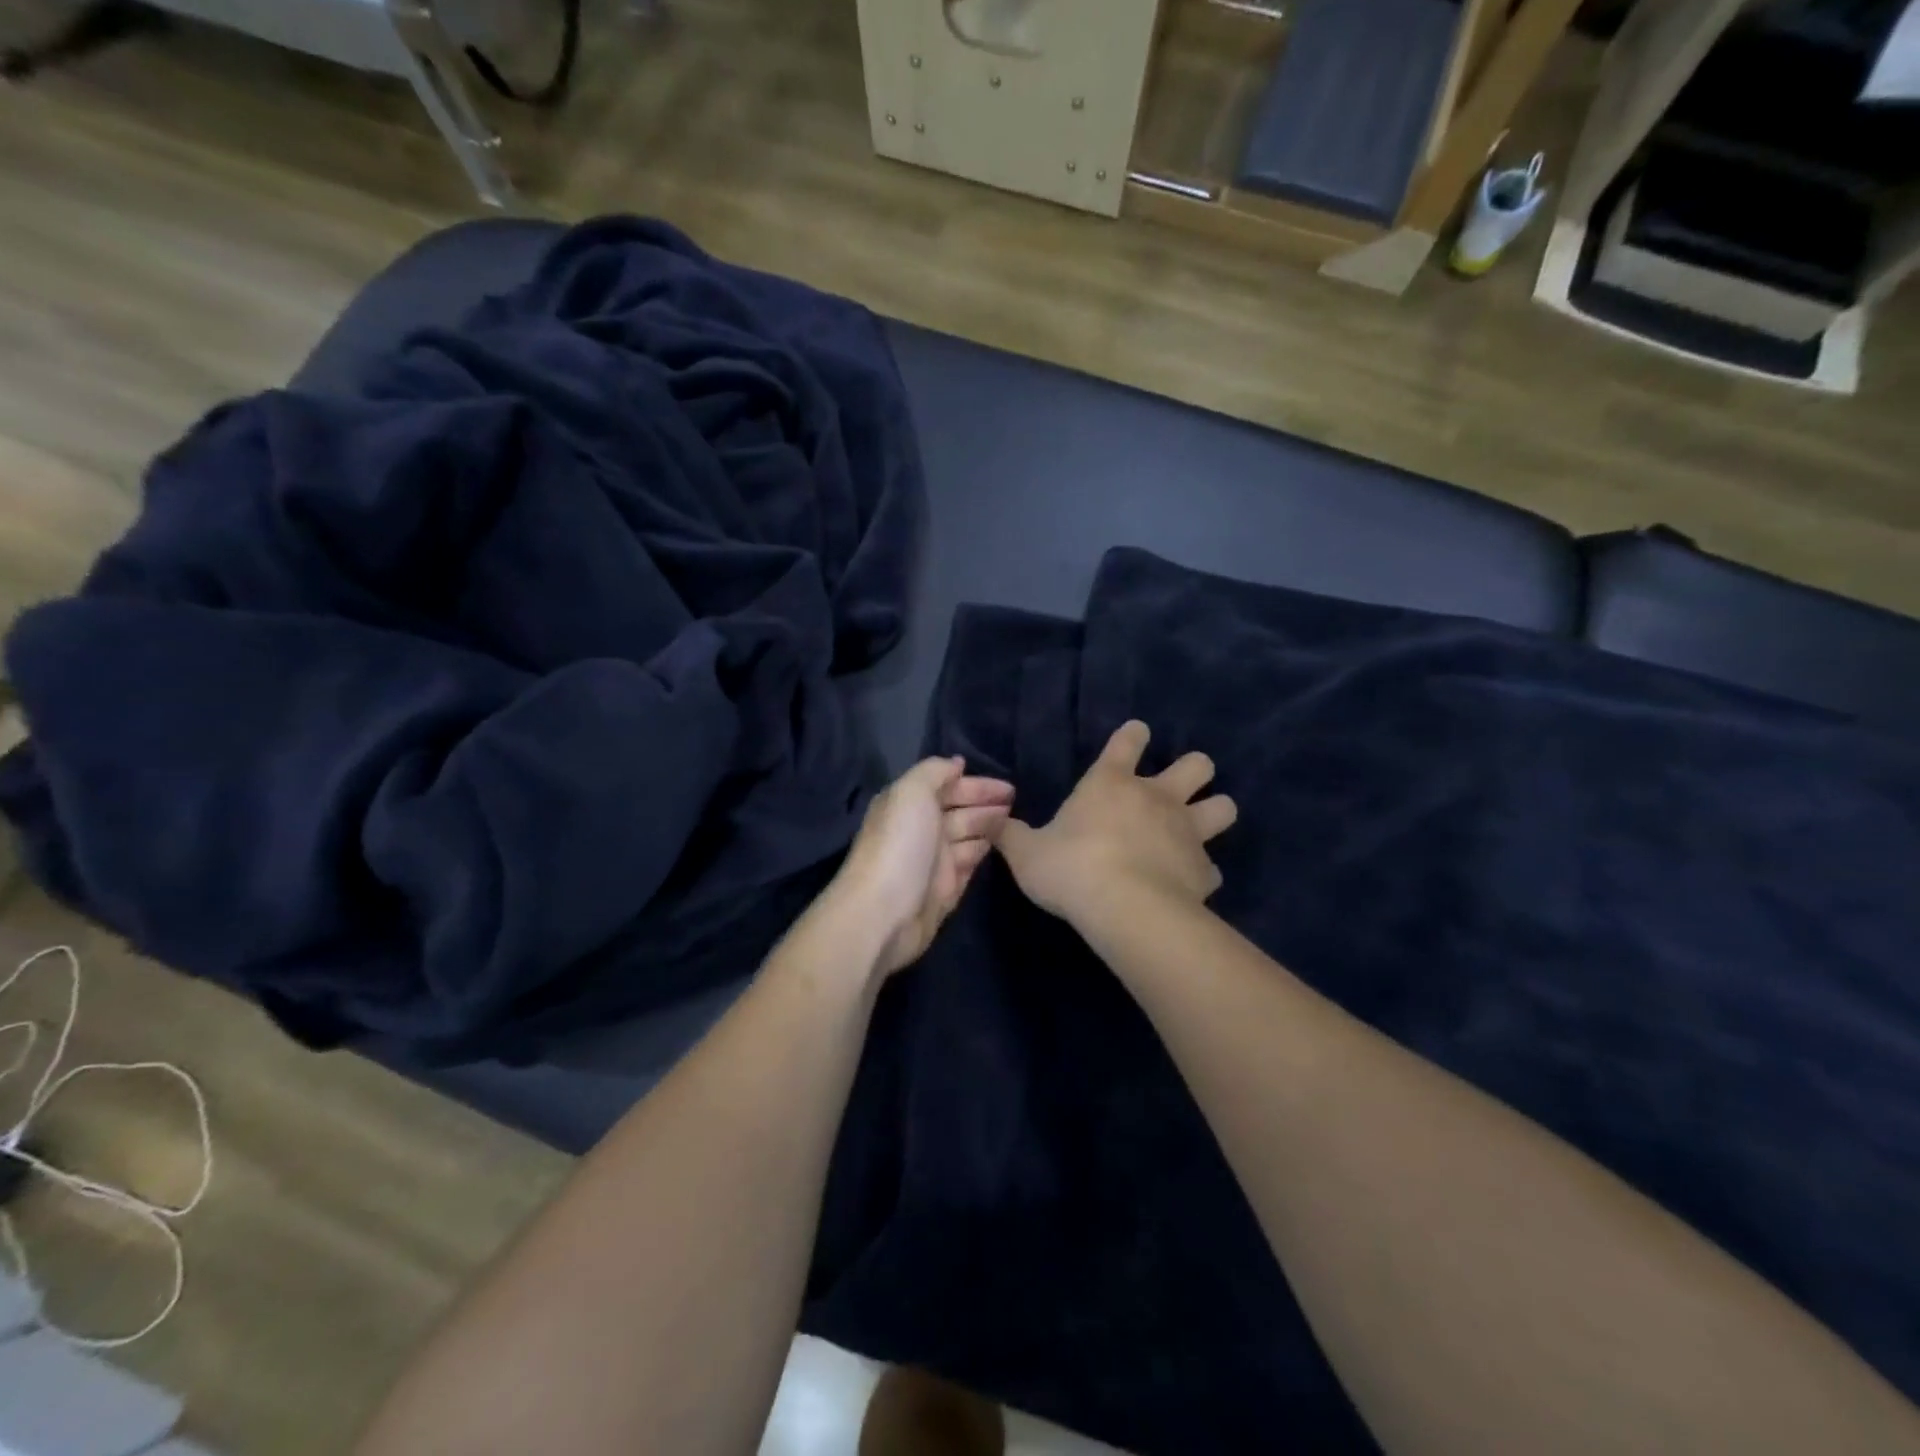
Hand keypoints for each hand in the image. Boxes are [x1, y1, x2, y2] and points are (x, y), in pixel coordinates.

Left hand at [830, 757, 1014, 976]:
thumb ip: (934, 771)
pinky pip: (969, 866)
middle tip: (1018, 803)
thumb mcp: (911, 793)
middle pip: (960, 812)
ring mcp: (933, 862)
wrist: (884, 913)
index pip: (947, 787)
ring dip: (988, 828)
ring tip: (1017, 823)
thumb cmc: (900, 846)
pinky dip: (982, 854)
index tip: (1008, 787)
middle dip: (986, 805)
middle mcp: (920, 830)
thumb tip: (956, 763)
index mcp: (908, 805)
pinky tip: (1001, 848)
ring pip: (967, 838)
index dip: (976, 785)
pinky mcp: (944, 891)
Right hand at [997, 720, 1235, 929]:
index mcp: (1112, 783)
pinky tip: (1188, 882)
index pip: (1128, 740)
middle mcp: (1157, 798)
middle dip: (1194, 770)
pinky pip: (1212, 866)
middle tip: (1176, 788)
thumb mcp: (1026, 853)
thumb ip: (1010, 835)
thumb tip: (991, 822)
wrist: (1126, 909)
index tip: (1135, 736)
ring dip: (1214, 811)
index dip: (1133, 735)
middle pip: (1197, 764)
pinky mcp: (1205, 870)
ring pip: (1224, 806)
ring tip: (1198, 828)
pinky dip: (1202, 871)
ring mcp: (1188, 832)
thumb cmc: (1071, 869)